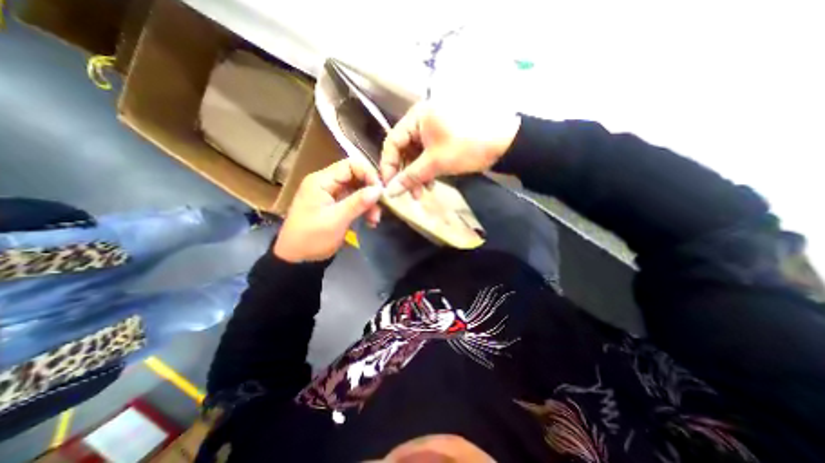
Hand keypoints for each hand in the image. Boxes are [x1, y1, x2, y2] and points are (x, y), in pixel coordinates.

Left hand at [275, 159, 380, 262]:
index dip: (368, 174)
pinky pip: (354, 202)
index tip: (380, 191)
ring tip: (374, 220)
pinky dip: (364, 210)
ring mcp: (332, 195)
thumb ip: (358, 202)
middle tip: (380, 208)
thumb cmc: (312, 238)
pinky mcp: (336, 206)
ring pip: (357, 190)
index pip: (350, 165)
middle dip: (370, 192)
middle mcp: (327, 183)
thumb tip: (379, 189)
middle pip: (356, 177)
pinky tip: (370, 222)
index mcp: (322, 181)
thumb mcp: (336, 220)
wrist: (297, 259)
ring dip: (369, 203)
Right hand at [382, 102, 521, 196]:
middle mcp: (421, 121)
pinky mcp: (441, 140)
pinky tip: (430, 184)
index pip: (392, 142)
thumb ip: (410, 177)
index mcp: (416, 117)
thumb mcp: (435, 163)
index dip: (389, 165)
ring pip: (416, 156)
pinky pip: (427, 157)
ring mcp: (432, 131)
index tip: (388, 185)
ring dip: (417, 175)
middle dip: (406, 174)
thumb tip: (389, 192)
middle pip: (404, 150)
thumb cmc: (466, 147)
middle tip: (408, 193)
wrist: (503, 144)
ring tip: (421, 193)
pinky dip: (427, 171)